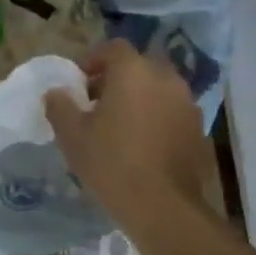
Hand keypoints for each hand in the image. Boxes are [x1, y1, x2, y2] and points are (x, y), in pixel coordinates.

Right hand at [46, 41, 208, 219]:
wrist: (163, 206)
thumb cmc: (112, 163)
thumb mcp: (72, 135)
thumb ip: (60, 106)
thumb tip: (56, 93)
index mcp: (133, 71)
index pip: (113, 48)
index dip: (94, 60)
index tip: (79, 83)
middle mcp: (165, 78)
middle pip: (138, 66)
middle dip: (118, 79)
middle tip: (98, 103)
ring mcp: (187, 102)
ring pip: (158, 88)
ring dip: (140, 97)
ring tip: (121, 124)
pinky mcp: (199, 128)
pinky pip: (172, 111)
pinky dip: (157, 117)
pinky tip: (143, 142)